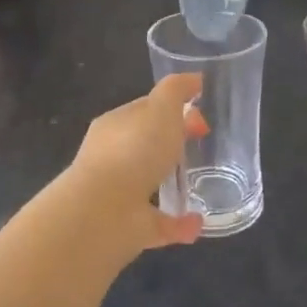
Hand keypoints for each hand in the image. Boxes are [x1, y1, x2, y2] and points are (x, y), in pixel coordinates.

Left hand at [59, 74, 207, 250]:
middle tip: (202, 144)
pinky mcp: (129, 227)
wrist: (104, 211)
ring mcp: (119, 194)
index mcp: (116, 125)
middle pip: (147, 144)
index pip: (146, 110)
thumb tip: (195, 79)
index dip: (174, 109)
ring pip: (149, 184)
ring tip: (202, 184)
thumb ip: (177, 90)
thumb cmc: (134, 149)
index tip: (201, 117)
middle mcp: (113, 157)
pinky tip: (199, 222)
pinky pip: (159, 223)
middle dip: (172, 143)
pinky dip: (179, 223)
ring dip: (172, 184)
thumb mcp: (160, 107)